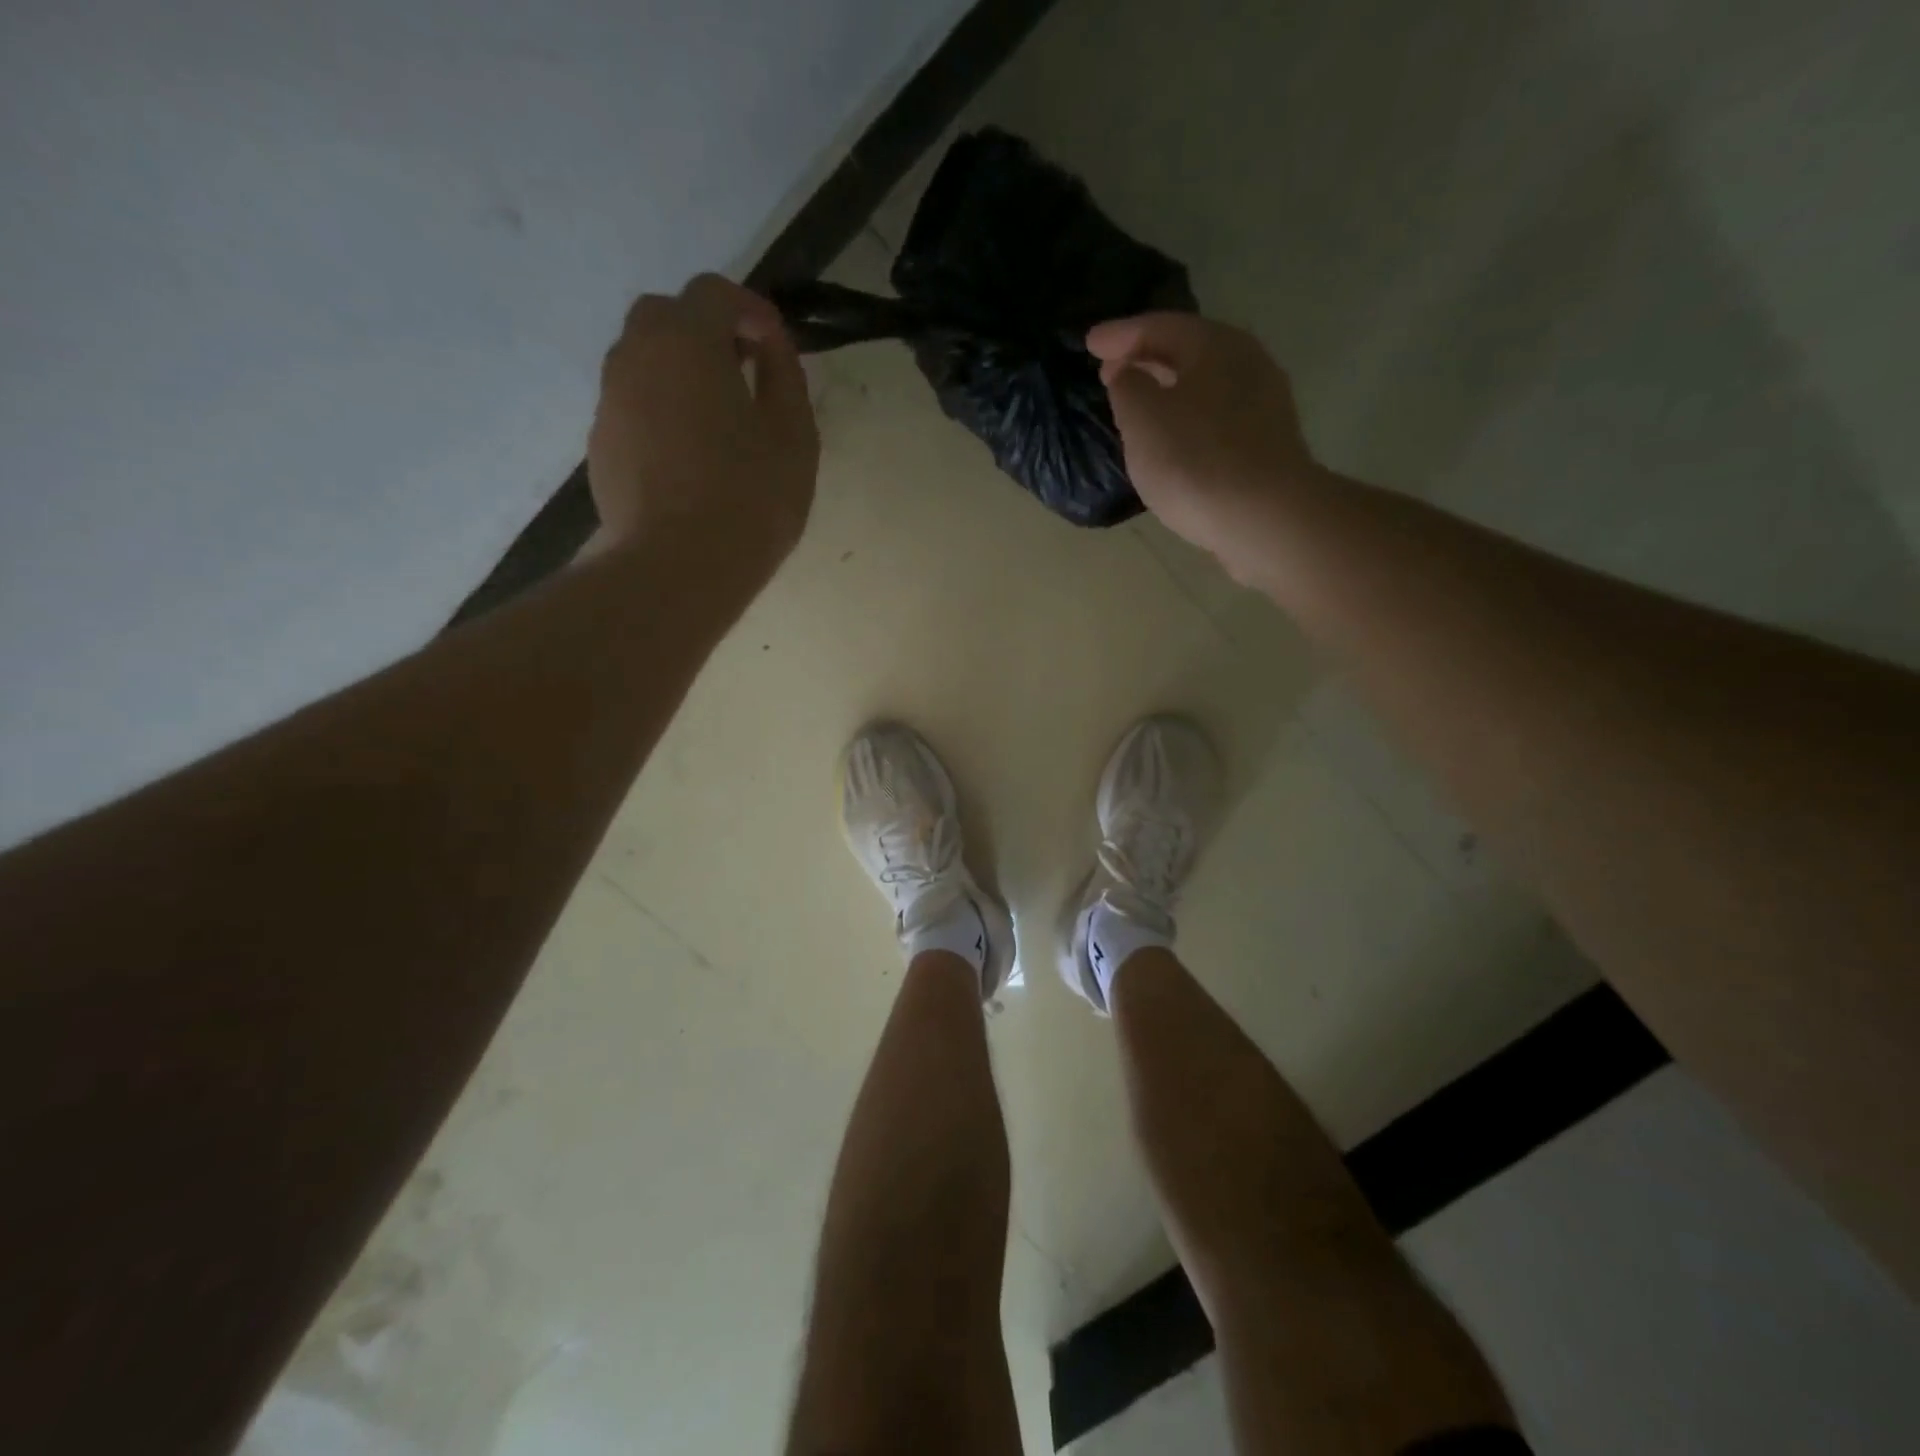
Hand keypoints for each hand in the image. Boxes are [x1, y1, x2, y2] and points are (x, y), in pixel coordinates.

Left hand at [588, 273, 818, 566]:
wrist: (676, 567)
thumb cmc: (749, 499)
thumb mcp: (793, 436)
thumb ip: (786, 376)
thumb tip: (771, 345)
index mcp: (686, 341)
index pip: (714, 293)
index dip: (751, 310)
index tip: (776, 345)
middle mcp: (635, 355)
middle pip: (667, 317)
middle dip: (707, 334)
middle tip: (743, 376)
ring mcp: (610, 401)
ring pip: (644, 362)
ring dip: (681, 373)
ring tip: (718, 422)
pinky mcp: (601, 444)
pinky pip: (634, 406)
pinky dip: (661, 411)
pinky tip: (690, 458)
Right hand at [1087, 313, 1318, 578]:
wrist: (1265, 518)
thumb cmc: (1195, 461)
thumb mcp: (1143, 420)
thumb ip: (1127, 387)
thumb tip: (1127, 374)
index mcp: (1215, 345)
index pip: (1159, 326)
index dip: (1120, 334)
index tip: (1089, 343)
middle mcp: (1246, 363)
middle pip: (1187, 351)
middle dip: (1145, 359)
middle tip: (1110, 371)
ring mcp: (1262, 404)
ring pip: (1203, 385)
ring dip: (1167, 390)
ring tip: (1138, 406)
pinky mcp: (1266, 443)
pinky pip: (1215, 417)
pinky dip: (1186, 417)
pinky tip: (1171, 439)